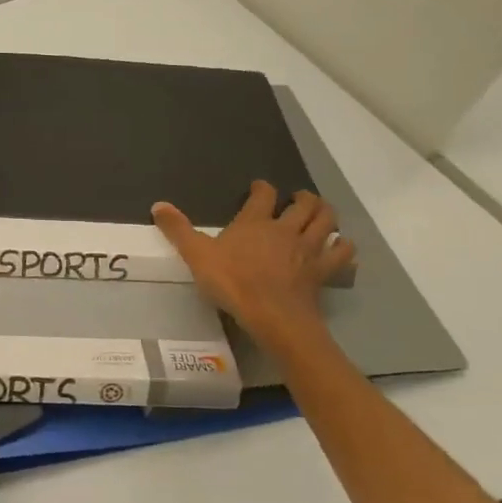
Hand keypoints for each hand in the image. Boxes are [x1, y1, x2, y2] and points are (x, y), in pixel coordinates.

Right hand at [151, 180, 354, 357]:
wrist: (272, 315)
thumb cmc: (232, 282)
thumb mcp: (196, 255)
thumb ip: (178, 229)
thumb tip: (157, 205)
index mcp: (255, 222)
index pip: (263, 195)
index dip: (262, 188)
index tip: (260, 187)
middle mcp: (285, 230)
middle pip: (304, 205)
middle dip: (303, 197)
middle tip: (298, 198)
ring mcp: (308, 250)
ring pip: (326, 222)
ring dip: (326, 213)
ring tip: (322, 212)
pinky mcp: (322, 271)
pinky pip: (341, 253)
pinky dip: (344, 246)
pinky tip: (341, 246)